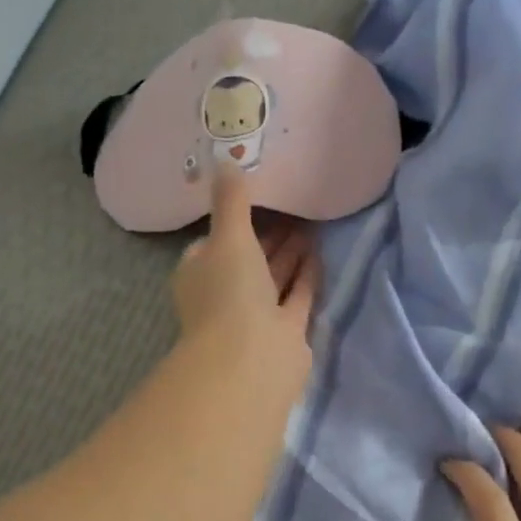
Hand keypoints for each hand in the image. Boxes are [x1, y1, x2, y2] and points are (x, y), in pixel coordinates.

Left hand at [171, 165, 318, 370]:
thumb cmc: (229, 293)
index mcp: (200, 274)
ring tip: (312, 223)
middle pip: (249, 260)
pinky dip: (305, 276)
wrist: (251, 360)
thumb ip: (232, 201)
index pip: (214, 243)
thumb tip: (227, 160)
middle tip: (295, 206)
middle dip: (269, 236)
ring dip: (290, 254)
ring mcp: (255, 317)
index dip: (235, 221)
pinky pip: (295, 297)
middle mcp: (225, 296)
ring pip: (273, 278)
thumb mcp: (227, 236)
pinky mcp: (284, 333)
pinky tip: (320, 253)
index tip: (258, 198)